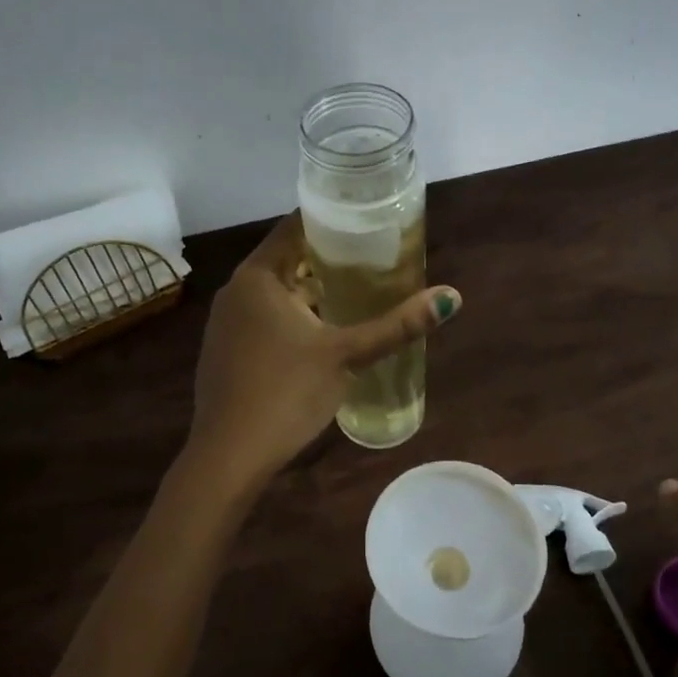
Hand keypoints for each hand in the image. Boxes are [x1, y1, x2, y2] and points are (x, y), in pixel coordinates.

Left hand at [187, 213, 460, 487]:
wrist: (229, 455)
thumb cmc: (286, 393)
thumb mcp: (346, 355)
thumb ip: (396, 325)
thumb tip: (451, 297)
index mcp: (257, 276)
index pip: (294, 227)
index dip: (331, 220)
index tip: (366, 222)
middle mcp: (235, 291)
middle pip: (286, 259)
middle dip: (327, 260)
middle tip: (372, 259)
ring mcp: (225, 323)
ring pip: (275, 293)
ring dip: (311, 291)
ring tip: (356, 293)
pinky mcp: (226, 351)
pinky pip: (263, 318)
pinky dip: (292, 316)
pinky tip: (321, 334)